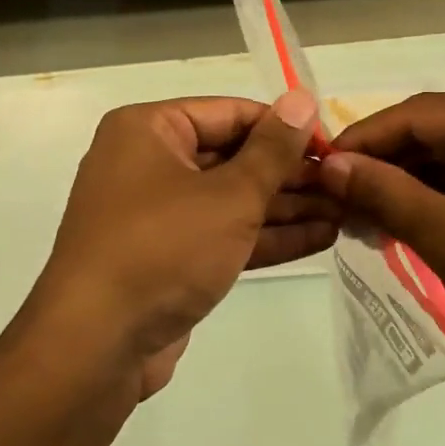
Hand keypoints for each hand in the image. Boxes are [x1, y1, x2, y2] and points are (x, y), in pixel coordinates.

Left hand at [24, 90, 332, 396]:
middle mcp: (149, 163)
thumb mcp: (228, 195)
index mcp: (149, 130)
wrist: (97, 346)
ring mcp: (158, 214)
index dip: (285, 128)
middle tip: (347, 183)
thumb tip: (302, 99)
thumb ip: (272, 150)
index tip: (333, 144)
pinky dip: (266, 236)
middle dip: (291, 174)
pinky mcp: (169, 257)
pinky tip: (321, 237)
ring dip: (287, 207)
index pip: (231, 113)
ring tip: (346, 210)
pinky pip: (223, 234)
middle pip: (233, 157)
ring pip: (232, 199)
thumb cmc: (163, 248)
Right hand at [321, 88, 444, 363]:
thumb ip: (385, 194)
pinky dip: (444, 194)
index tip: (317, 167)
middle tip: (338, 199)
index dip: (363, 140)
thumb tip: (329, 165)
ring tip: (365, 216)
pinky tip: (409, 218)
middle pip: (438, 131)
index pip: (419, 114)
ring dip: (413, 183)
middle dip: (388, 165)